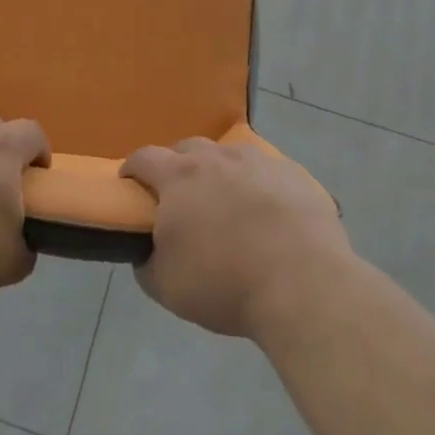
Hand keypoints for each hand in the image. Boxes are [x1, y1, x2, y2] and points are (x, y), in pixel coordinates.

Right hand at [123, 138, 348, 338]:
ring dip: (219, 172)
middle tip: (179, 197)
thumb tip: (147, 249)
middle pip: (187, 148)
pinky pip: (267, 172)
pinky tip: (267, 214)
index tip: (130, 184)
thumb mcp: (166, 286)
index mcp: (180, 177)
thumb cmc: (225, 283)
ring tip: (226, 204)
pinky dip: (258, 185)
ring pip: (229, 156)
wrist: (304, 285)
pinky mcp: (295, 175)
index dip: (132, 168)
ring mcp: (259, 162)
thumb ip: (146, 261)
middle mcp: (217, 158)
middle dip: (176, 166)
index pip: (144, 157)